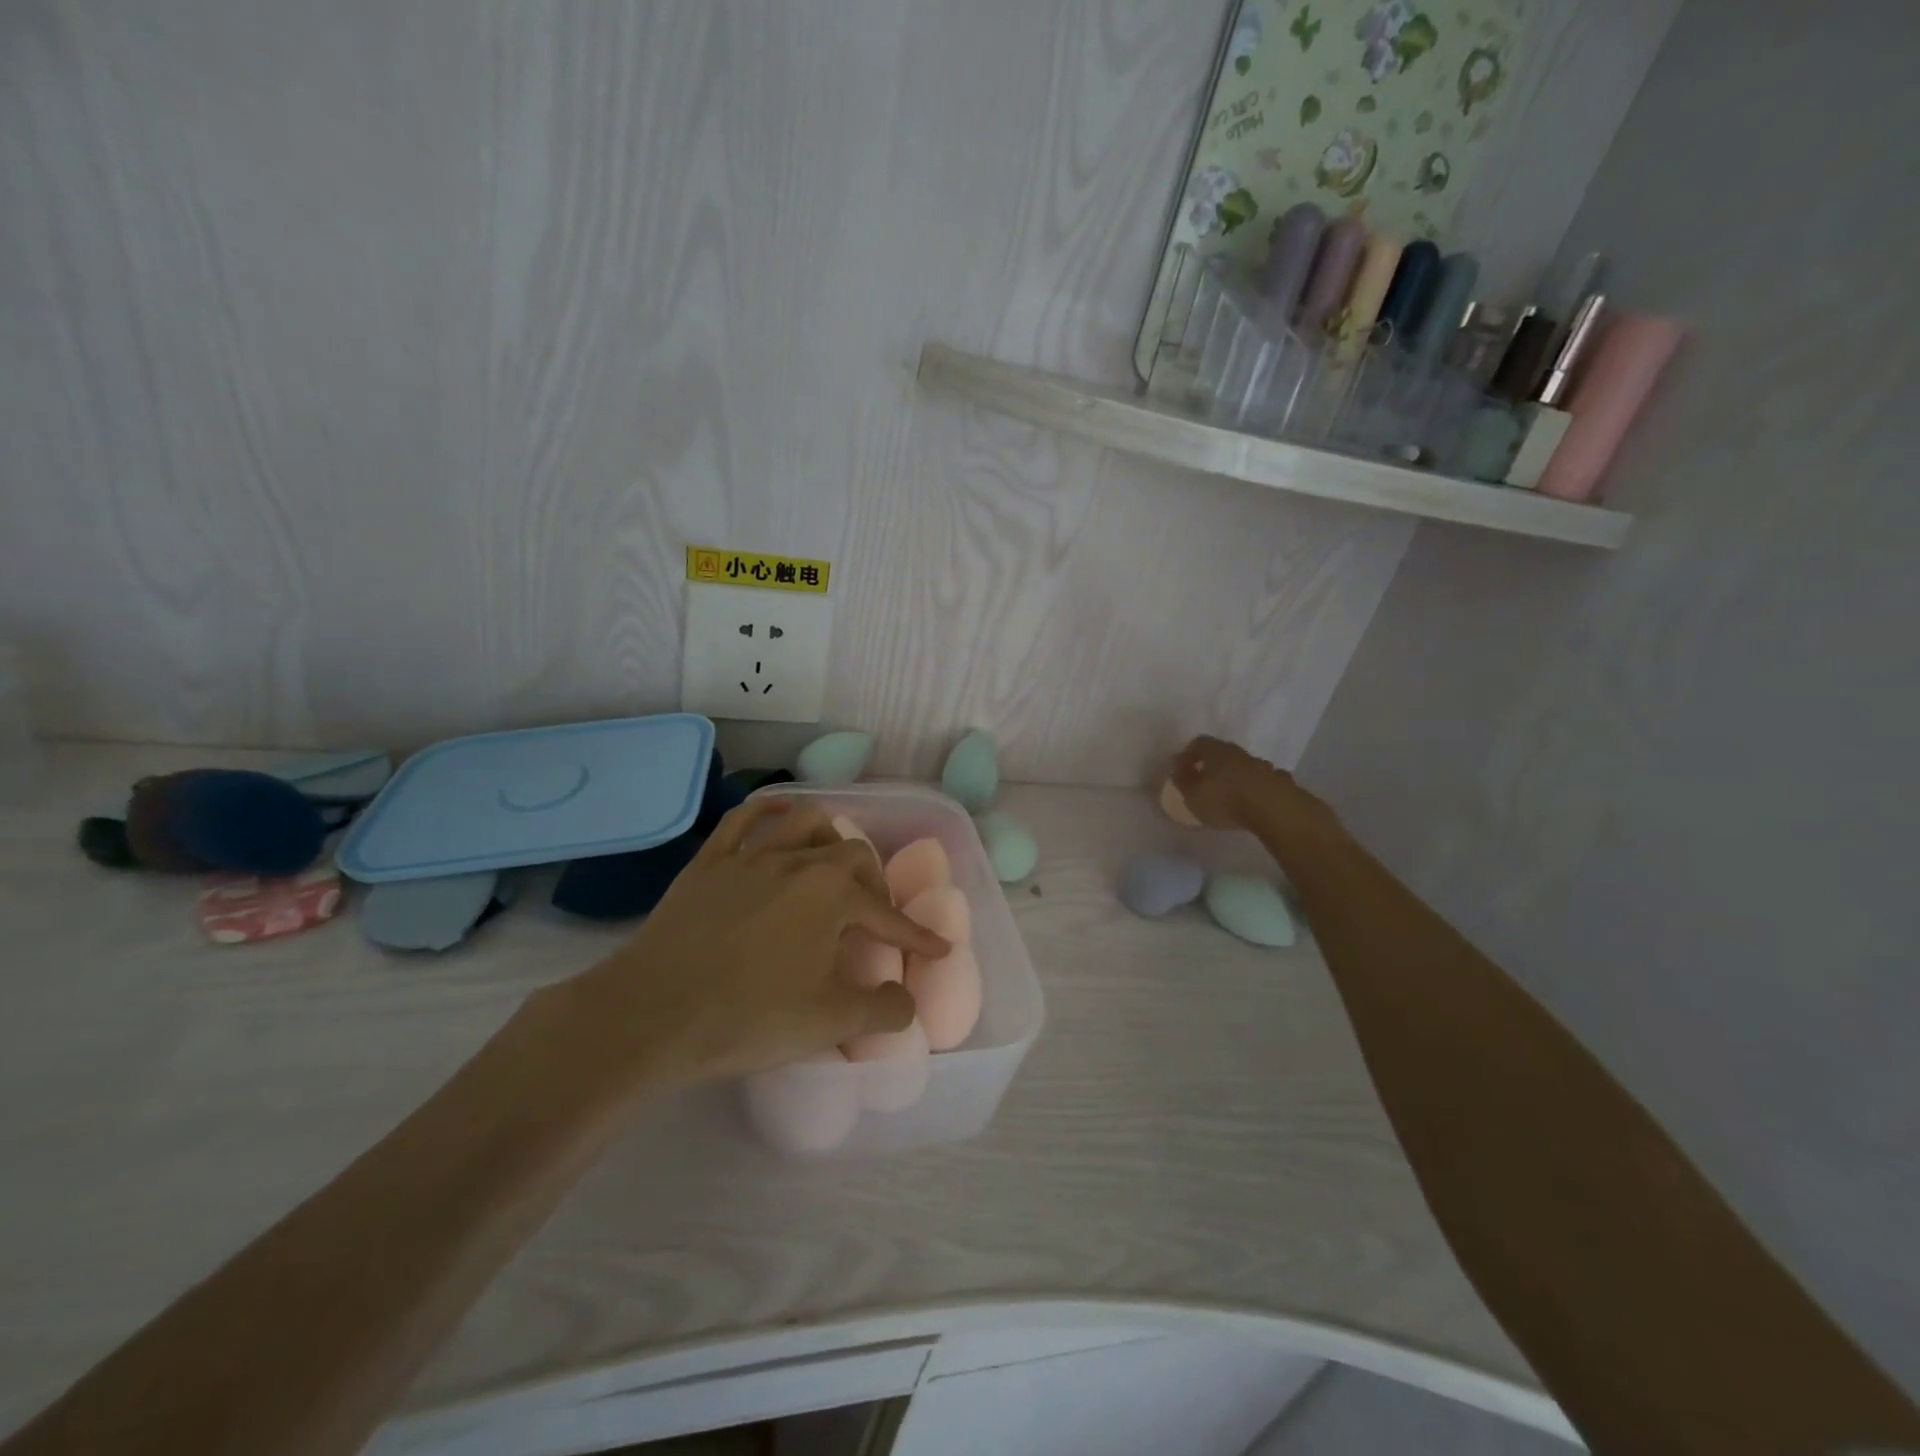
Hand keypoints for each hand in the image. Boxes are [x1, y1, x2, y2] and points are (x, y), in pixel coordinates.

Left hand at [528, 799, 947, 1098]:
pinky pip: (743, 819)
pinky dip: (768, 810)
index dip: (916, 936)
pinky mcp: (709, 862)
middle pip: (853, 854)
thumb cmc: (750, 1017)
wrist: (652, 1014)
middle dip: (873, 883)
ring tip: (832, 863)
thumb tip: (906, 1001)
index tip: (938, 949)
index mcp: (834, 894)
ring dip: (830, 837)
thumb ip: (883, 1010)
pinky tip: (779, 814)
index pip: (888, 915)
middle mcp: (799, 861)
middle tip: (871, 917)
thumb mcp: (830, 1023)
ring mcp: (751, 856)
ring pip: (805, 822)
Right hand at [1168, 735, 1296, 829]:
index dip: (1188, 755)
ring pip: (1244, 766)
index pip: (1198, 743)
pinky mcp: (1280, 782)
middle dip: (1212, 765)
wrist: (1274, 809)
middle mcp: (1239, 753)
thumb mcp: (1192, 795)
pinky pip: (1262, 781)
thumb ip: (1182, 780)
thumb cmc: (1225, 800)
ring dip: (1235, 776)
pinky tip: (1253, 802)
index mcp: (1216, 751)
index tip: (1181, 770)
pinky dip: (1255, 788)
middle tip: (1204, 782)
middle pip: (1223, 753)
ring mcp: (1263, 766)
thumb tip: (1176, 767)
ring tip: (1230, 795)